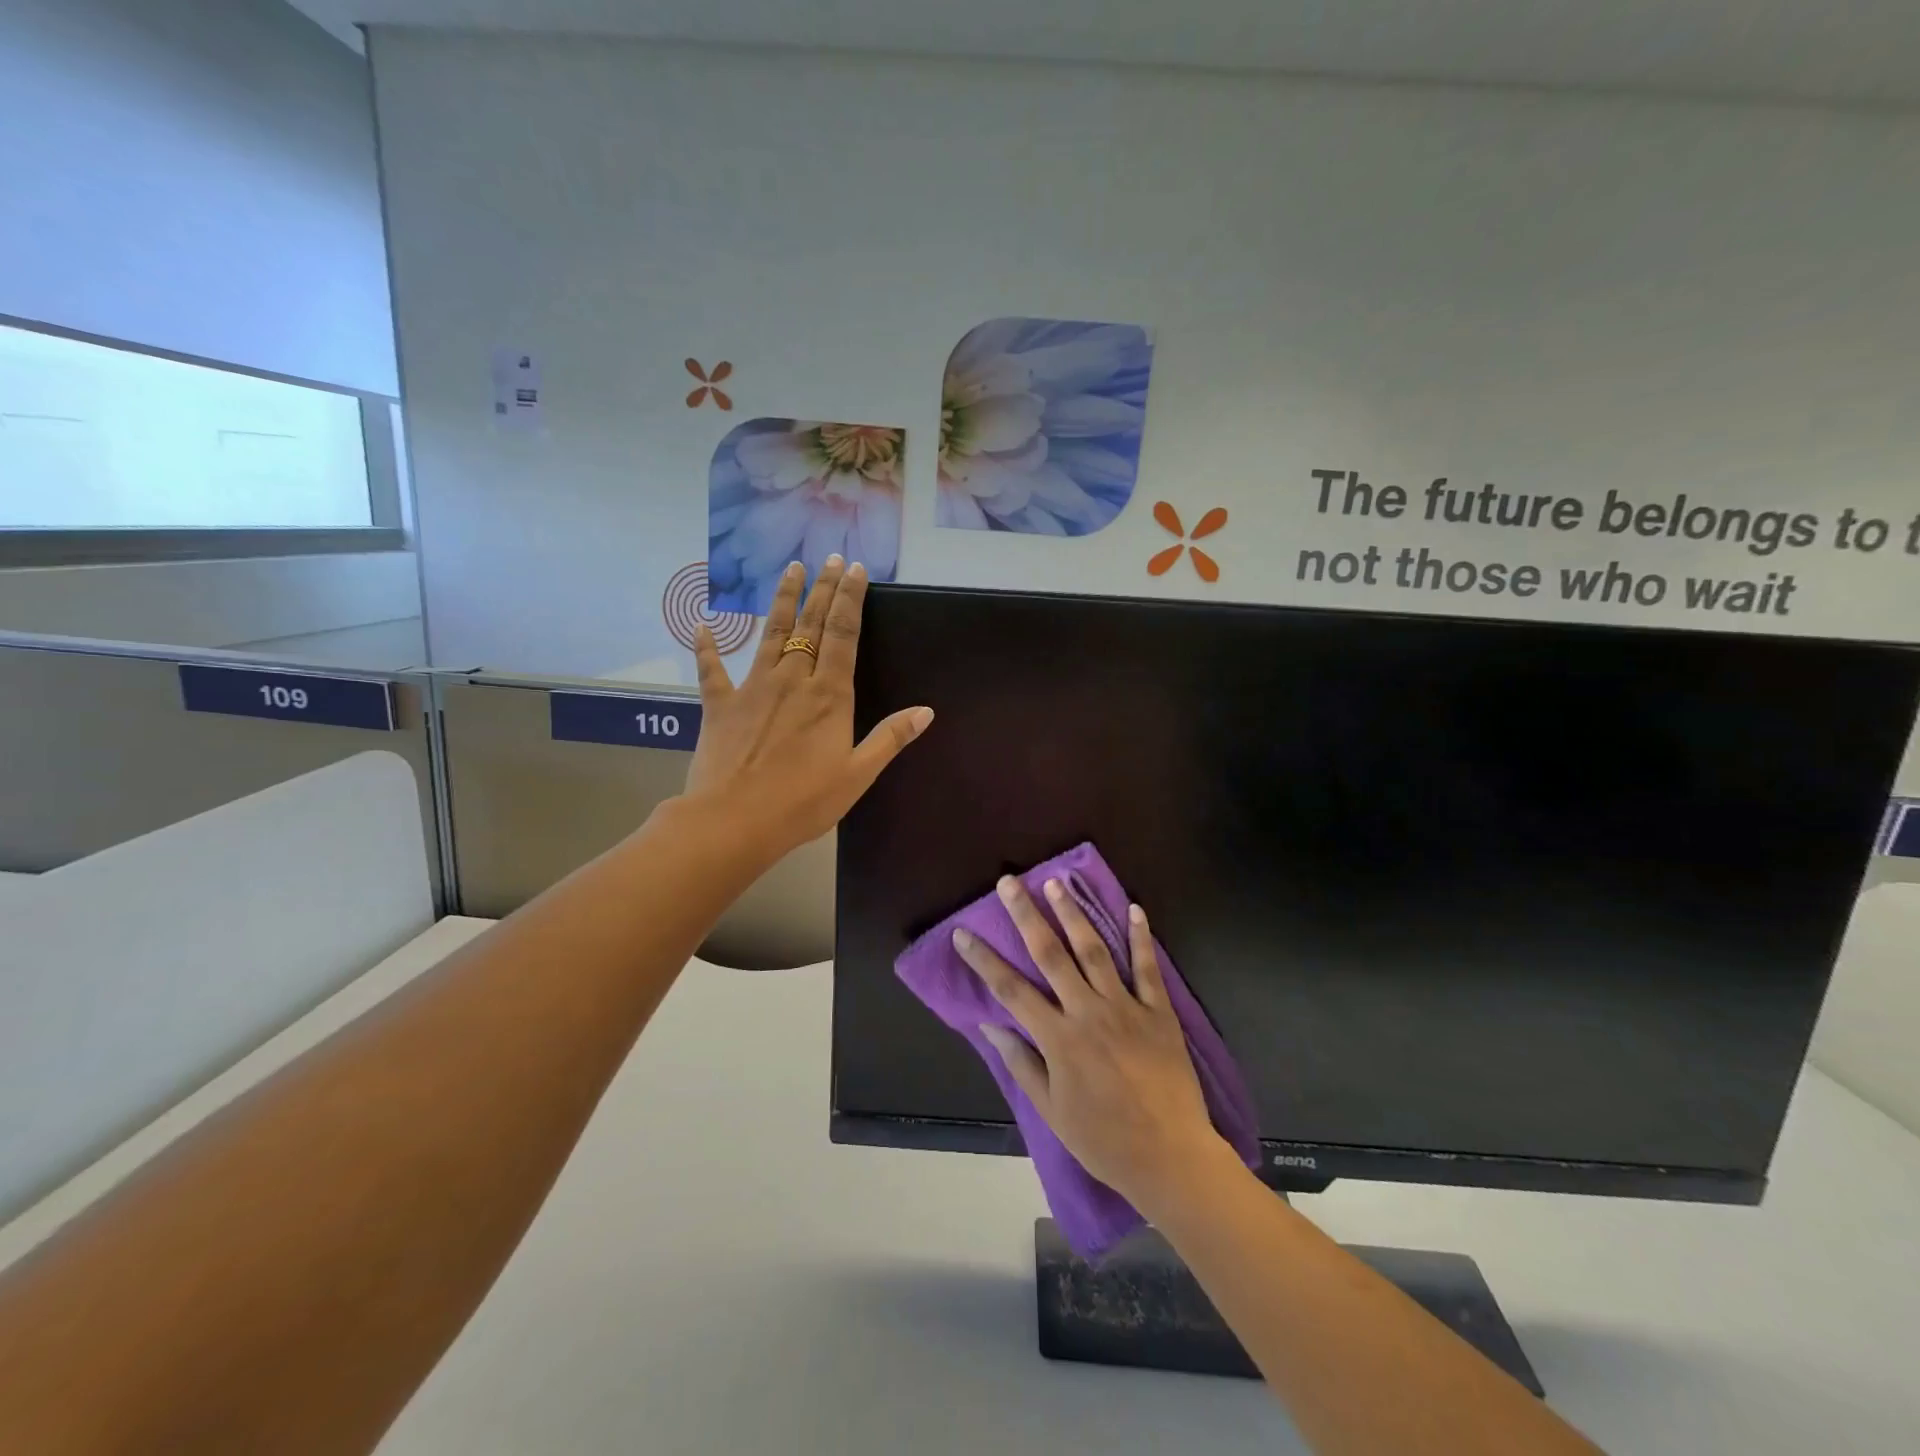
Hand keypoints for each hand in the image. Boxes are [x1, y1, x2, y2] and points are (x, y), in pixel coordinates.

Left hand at [684, 555, 931, 860]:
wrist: (733, 820)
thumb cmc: (803, 802)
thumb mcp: (858, 775)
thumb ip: (890, 738)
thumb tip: (926, 710)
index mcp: (829, 695)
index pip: (843, 634)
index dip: (850, 598)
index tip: (855, 569)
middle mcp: (792, 679)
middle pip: (810, 624)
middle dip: (823, 588)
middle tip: (830, 558)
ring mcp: (753, 688)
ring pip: (771, 633)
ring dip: (782, 599)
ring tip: (790, 569)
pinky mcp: (720, 704)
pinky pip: (712, 669)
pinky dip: (707, 647)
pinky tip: (703, 625)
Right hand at [953, 878, 1226, 1212]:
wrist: (1170, 1157)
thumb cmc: (1104, 1140)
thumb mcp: (1052, 1110)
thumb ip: (1022, 1064)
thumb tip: (990, 1025)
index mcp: (1058, 1038)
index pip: (1011, 990)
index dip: (984, 960)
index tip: (963, 933)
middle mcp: (1088, 1012)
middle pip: (1050, 954)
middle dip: (1026, 915)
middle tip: (1009, 882)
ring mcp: (1125, 1008)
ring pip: (1094, 950)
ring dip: (1073, 914)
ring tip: (1056, 883)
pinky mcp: (1159, 1012)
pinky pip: (1147, 968)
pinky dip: (1141, 937)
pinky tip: (1134, 909)